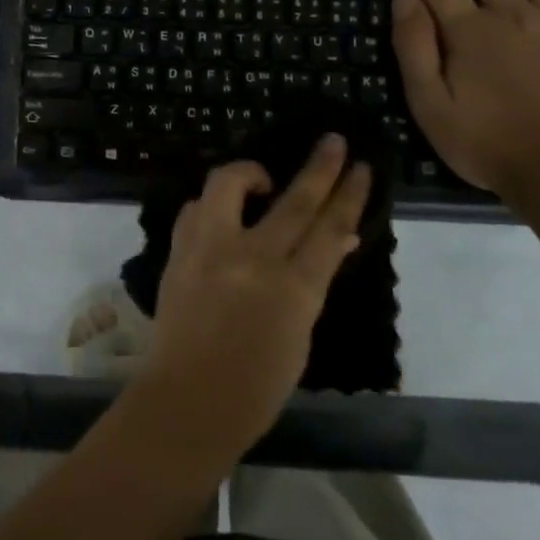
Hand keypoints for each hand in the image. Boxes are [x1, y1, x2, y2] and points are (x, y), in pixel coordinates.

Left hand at [134, 137, 370, 459]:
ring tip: (262, 178)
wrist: (189, 398)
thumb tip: (335, 240)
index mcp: (294, 288)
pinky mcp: (179, 251)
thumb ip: (313, 281)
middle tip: (332, 141)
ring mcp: (210, 249)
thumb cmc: (257, 384)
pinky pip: (196, 210)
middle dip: (319, 167)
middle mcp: (253, 258)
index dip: (348, 194)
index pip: (330, 228)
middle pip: (294, 200)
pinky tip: (221, 213)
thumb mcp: (300, 333)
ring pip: (229, 184)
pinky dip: (211, 205)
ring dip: (251, 171)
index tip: (360, 166)